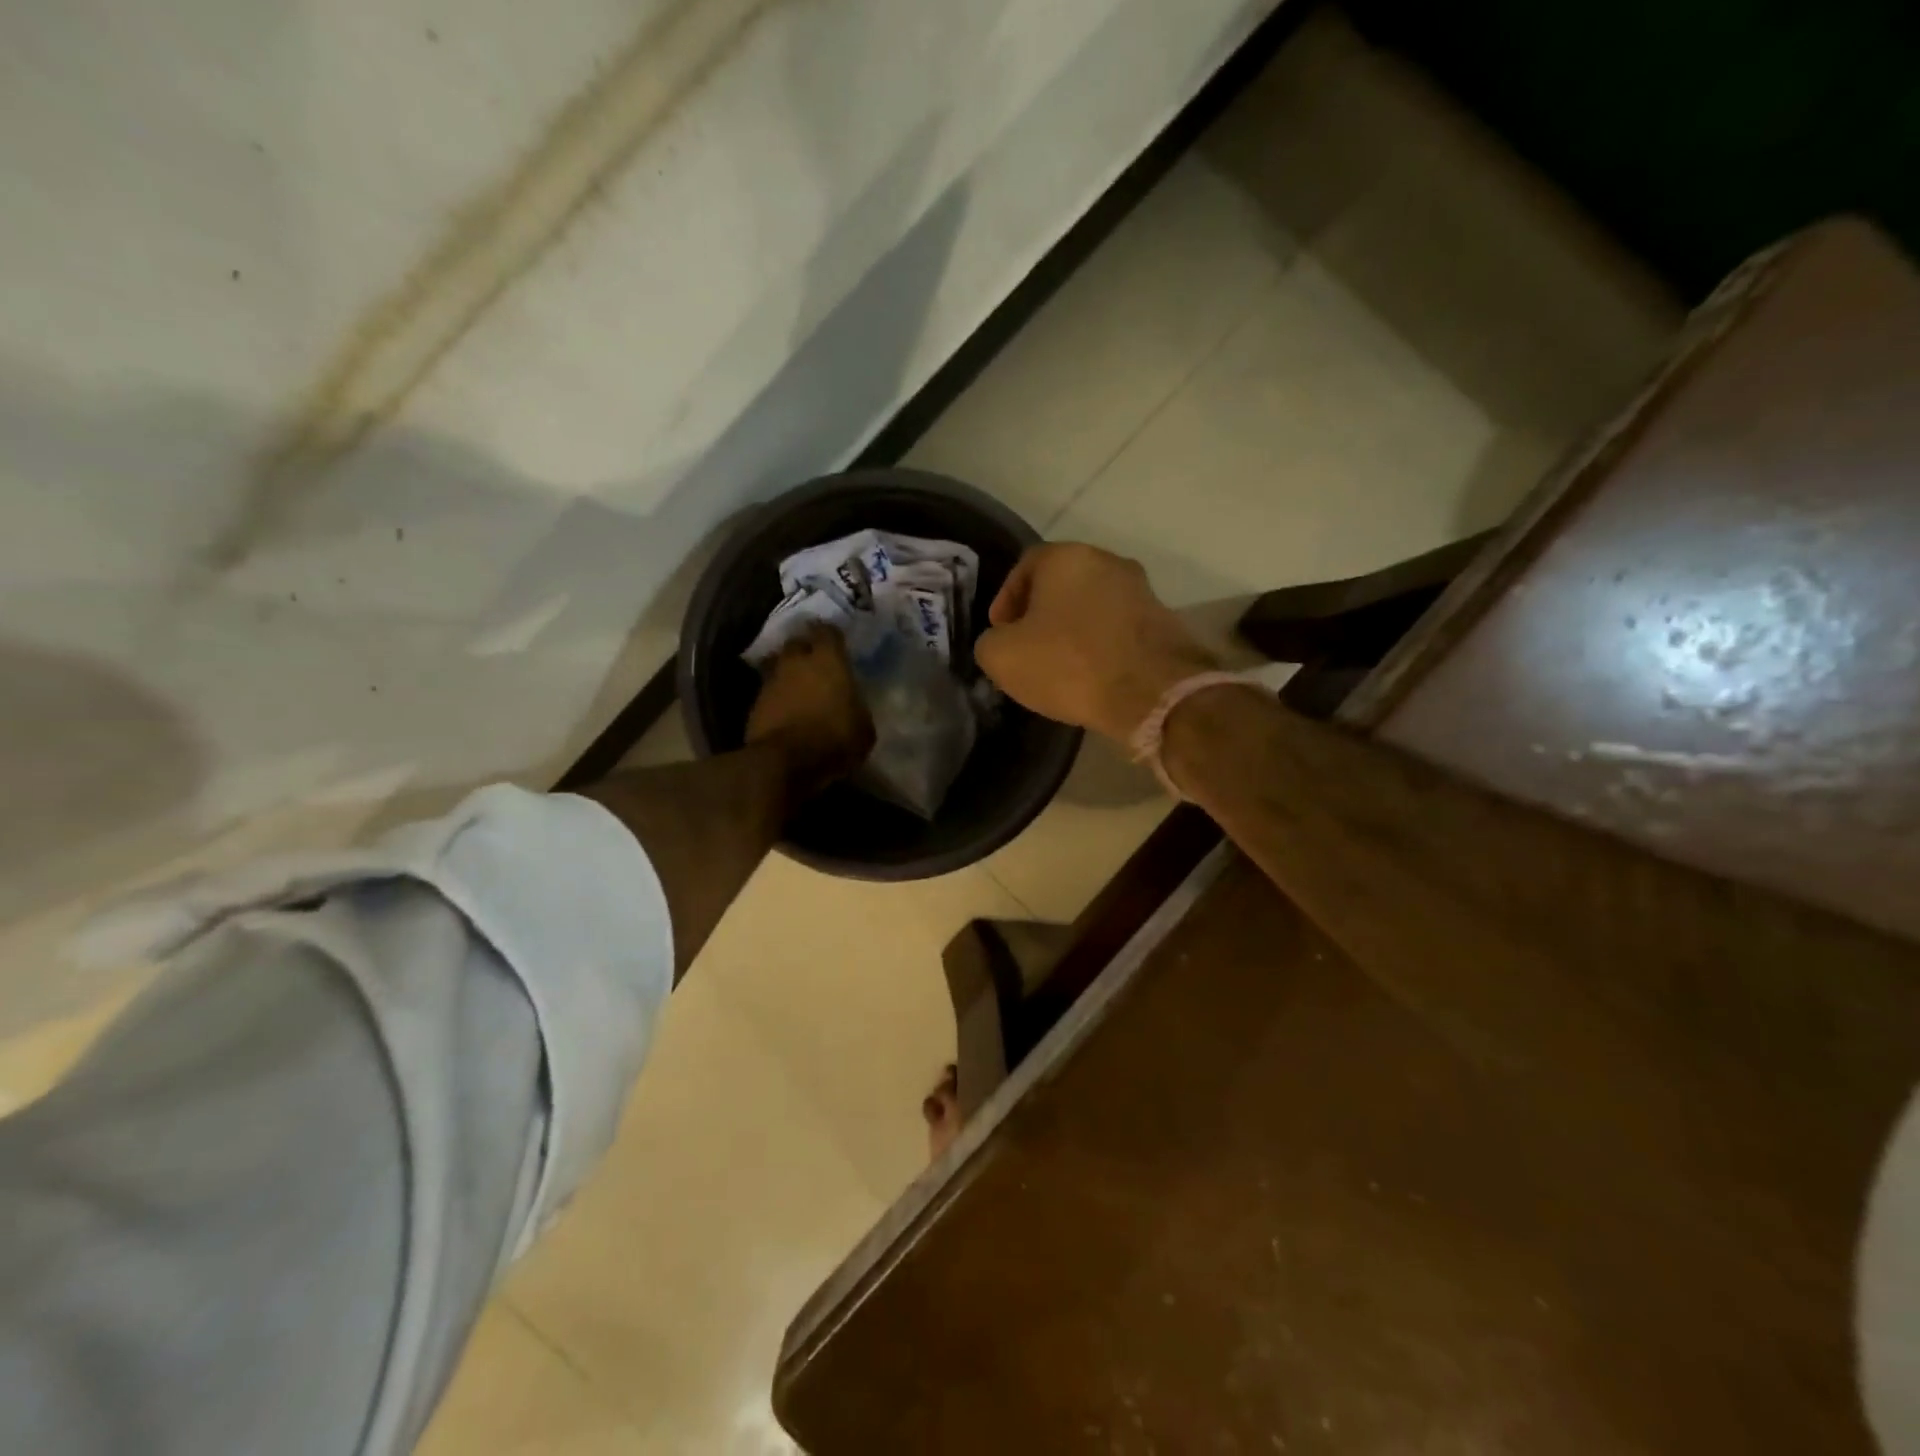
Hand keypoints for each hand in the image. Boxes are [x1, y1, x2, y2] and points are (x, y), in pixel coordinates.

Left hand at [746, 624, 874, 798]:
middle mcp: (797, 662)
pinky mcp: (754, 705)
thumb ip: (856, 709)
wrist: (784, 762)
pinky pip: (767, 692)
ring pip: (778, 666)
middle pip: (796, 643)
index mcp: (828, 660)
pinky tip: (784, 710)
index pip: (827, 632)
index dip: (830, 635)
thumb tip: (852, 708)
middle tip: (814, 661)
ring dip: (787, 673)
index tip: (835, 640)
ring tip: (797, 686)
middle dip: (804, 649)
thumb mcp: (863, 729)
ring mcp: (771, 682)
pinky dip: (776, 697)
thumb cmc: (834, 739)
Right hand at [975, 543, 1217, 742]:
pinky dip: (1101, 644)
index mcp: (1066, 557)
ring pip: (1092, 605)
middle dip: (1040, 614)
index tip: (1001, 631)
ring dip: (1072, 629)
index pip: (1025, 566)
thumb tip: (1002, 642)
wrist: (1153, 693)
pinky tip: (1093, 675)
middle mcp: (1107, 561)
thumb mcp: (1002, 658)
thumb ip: (990, 642)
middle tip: (1027, 648)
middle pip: (1061, 584)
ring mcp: (1141, 590)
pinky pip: (1118, 627)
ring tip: (1060, 666)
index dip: (1006, 600)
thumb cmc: (1070, 664)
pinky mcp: (1163, 621)